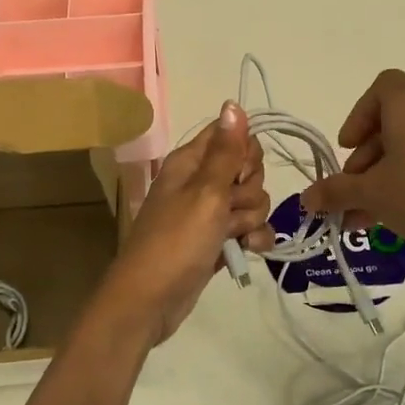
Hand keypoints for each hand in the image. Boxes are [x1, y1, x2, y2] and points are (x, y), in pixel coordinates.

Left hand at [83, 102, 273, 350]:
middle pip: (247, 169)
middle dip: (250, 190)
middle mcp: (200, 182)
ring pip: (252, 201)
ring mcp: (209, 213)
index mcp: (190, 162)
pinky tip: (249, 250)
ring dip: (251, 218)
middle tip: (230, 208)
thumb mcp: (205, 192)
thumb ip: (226, 151)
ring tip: (233, 236)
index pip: (231, 135)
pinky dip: (253, 238)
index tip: (240, 173)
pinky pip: (249, 229)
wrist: (150, 301)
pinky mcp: (217, 241)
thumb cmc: (176, 241)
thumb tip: (233, 103)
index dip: (245, 152)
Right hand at [301, 69, 404, 261]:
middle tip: (350, 191)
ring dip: (381, 178)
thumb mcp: (370, 193)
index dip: (360, 113)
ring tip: (361, 217)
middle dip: (365, 159)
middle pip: (391, 124)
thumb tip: (306, 199)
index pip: (383, 86)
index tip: (349, 147)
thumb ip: (335, 192)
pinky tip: (390, 222)